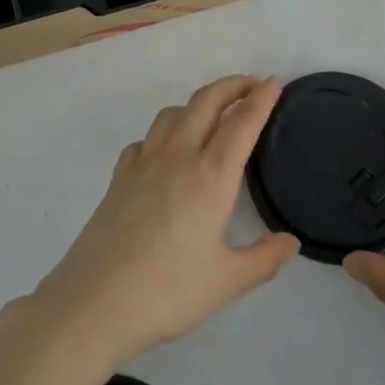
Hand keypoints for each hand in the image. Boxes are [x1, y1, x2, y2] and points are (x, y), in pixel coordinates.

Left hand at [14, 76, 299, 371]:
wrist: (94, 302)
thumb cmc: (167, 292)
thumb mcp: (226, 283)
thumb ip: (263, 259)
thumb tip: (290, 241)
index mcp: (211, 176)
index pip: (242, 122)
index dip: (261, 98)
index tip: (275, 83)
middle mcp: (178, 156)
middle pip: (206, 101)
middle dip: (232, 85)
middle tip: (252, 86)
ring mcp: (143, 163)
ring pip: (173, 113)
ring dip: (198, 104)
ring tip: (212, 116)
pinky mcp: (119, 177)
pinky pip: (146, 140)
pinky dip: (163, 134)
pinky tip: (166, 154)